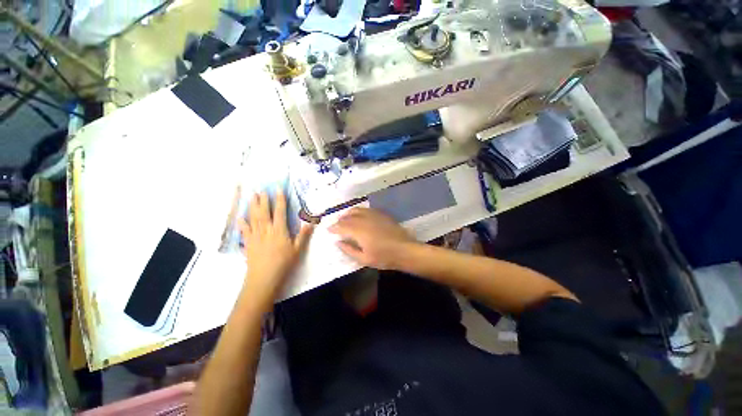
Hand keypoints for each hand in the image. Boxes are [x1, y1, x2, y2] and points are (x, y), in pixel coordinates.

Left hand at [239, 190, 313, 301]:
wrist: (264, 278)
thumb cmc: (284, 263)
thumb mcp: (298, 249)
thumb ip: (303, 235)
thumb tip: (311, 222)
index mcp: (279, 230)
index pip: (280, 211)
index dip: (279, 200)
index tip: (278, 189)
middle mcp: (266, 230)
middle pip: (264, 212)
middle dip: (263, 200)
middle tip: (261, 189)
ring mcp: (255, 236)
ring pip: (254, 218)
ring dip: (252, 206)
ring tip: (251, 196)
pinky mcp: (248, 243)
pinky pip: (245, 230)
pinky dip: (242, 223)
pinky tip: (240, 217)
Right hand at [329, 207, 416, 269]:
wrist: (404, 250)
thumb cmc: (384, 257)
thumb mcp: (364, 259)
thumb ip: (349, 249)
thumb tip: (338, 242)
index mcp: (358, 231)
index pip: (342, 226)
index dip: (334, 227)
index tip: (328, 229)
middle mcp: (364, 219)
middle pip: (348, 216)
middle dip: (340, 220)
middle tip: (336, 224)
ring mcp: (374, 215)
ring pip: (357, 210)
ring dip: (349, 213)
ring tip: (345, 218)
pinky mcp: (382, 214)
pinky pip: (367, 209)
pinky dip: (359, 211)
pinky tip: (360, 215)